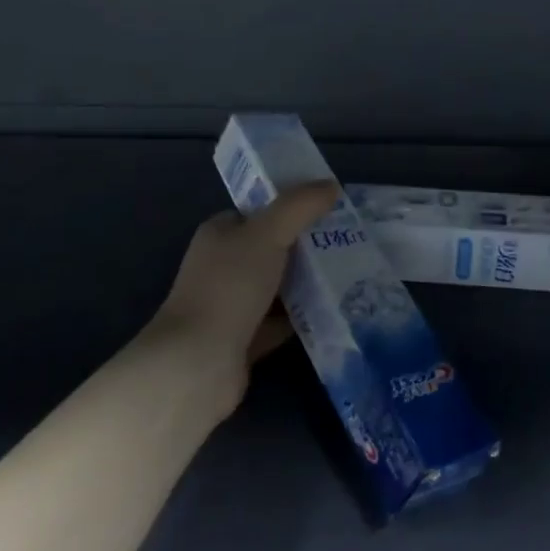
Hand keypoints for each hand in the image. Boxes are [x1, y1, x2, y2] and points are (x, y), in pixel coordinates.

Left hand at [147, 181, 337, 410]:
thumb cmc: (229, 287)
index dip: (289, 206)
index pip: (257, 212)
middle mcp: (222, 267)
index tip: (328, 207)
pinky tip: (334, 310)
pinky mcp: (243, 341)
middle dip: (306, 245)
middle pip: (271, 248)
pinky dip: (302, 317)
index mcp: (219, 234)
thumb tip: (332, 185)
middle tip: (349, 239)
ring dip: (307, 282)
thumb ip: (299, 206)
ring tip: (350, 272)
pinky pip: (280, 321)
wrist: (198, 365)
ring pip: (277, 286)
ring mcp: (231, 306)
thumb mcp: (268, 233)